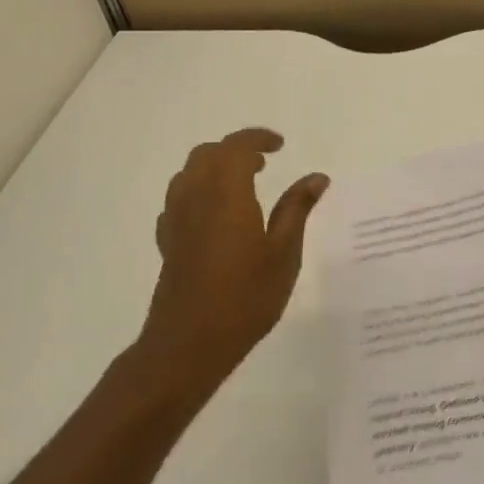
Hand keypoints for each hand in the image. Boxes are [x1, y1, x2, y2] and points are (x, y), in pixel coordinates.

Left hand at [133, 128, 327, 392]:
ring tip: (242, 185)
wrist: (188, 344)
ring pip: (189, 174)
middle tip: (264, 163)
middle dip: (235, 150)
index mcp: (227, 194)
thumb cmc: (245, 297)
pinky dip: (198, 191)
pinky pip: (178, 200)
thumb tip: (316, 177)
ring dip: (214, 167)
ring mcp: (176, 220)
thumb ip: (297, 209)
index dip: (258, 138)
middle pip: (207, 154)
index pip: (237, 148)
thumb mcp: (283, 253)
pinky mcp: (167, 242)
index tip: (281, 145)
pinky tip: (216, 214)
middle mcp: (196, 198)